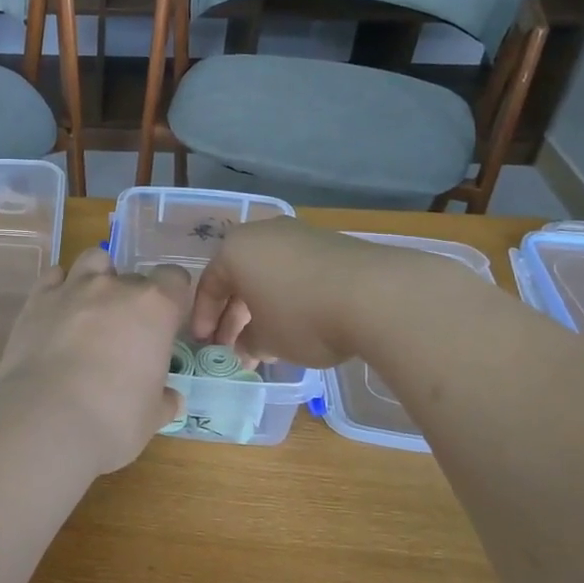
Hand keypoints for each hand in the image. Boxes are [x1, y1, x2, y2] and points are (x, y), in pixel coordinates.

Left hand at [0, 248, 190, 473]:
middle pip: (134, 278)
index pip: (174, 279)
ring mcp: (73, 288)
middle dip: (133, 299)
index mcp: (154, 308)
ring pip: (93, 260)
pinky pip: (54, 275)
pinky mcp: (37, 299)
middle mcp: (115, 288)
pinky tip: (60, 310)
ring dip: (98, 277)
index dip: (172, 298)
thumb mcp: (152, 415)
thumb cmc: (114, 419)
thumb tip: (170, 399)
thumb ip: (163, 399)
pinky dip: (61, 286)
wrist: (46, 419)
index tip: (166, 323)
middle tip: (126, 334)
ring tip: (93, 309)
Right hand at [190, 218, 445, 368]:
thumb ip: (248, 343)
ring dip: (263, 307)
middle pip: (239, 277)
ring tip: (267, 341)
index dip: (204, 318)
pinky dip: (290, 296)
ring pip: (269, 274)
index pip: (209, 284)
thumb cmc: (303, 316)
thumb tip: (245, 348)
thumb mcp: (267, 340)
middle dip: (234, 315)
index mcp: (235, 250)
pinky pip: (297, 272)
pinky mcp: (332, 244)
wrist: (378, 296)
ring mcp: (300, 235)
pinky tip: (299, 323)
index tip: (206, 344)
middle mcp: (263, 234)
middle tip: (233, 347)